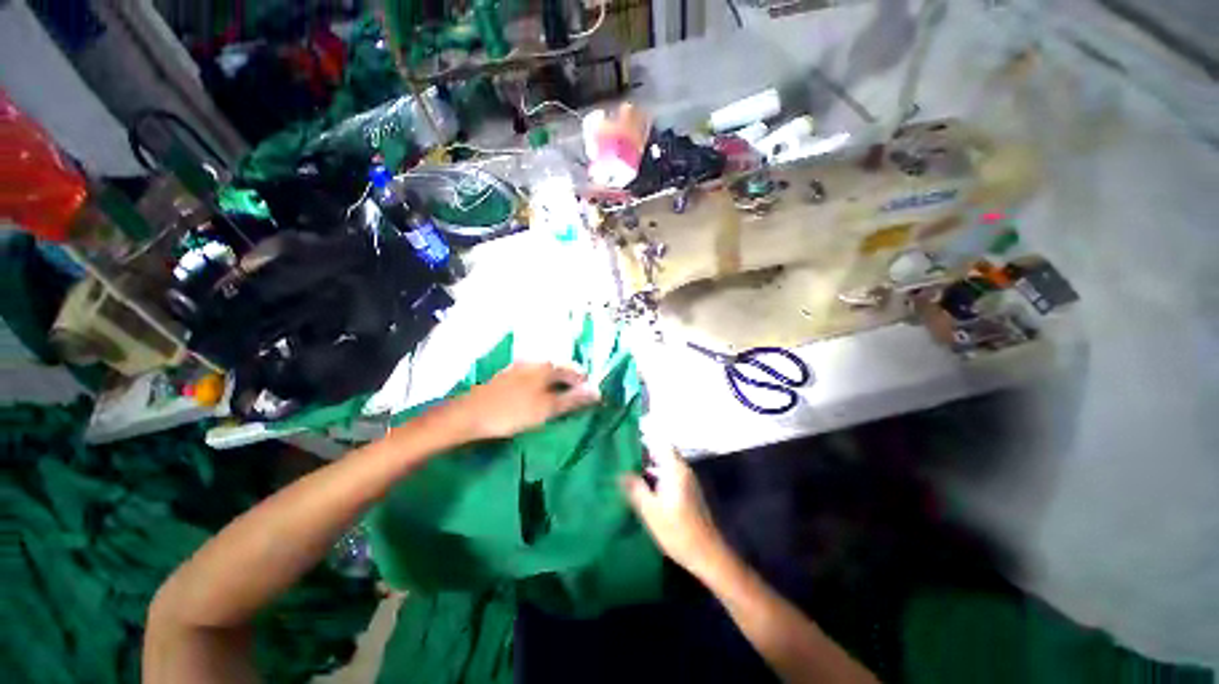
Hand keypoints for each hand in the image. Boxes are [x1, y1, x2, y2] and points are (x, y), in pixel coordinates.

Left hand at [456, 362, 600, 439]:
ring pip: (548, 373)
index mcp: (548, 366)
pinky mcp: (510, 374)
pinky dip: (543, 386)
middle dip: (571, 384)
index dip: (585, 385)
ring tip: (559, 402)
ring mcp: (521, 366)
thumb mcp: (547, 408)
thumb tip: (597, 392)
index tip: (590, 401)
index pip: (576, 372)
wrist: (470, 414)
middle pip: (562, 370)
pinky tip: (539, 397)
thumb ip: (573, 399)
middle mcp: (536, 360)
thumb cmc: (513, 412)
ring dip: (557, 385)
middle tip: (575, 403)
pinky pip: (535, 376)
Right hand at [621, 446, 727, 577]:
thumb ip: (635, 488)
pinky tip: (645, 490)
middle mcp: (683, 470)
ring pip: (666, 466)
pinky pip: (670, 476)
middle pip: (663, 454)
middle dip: (645, 455)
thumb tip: (620, 473)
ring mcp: (688, 482)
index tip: (628, 444)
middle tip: (625, 461)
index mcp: (675, 469)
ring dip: (650, 468)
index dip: (645, 441)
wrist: (707, 554)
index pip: (661, 443)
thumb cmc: (677, 530)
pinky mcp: (689, 494)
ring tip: (630, 474)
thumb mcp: (650, 511)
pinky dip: (658, 478)